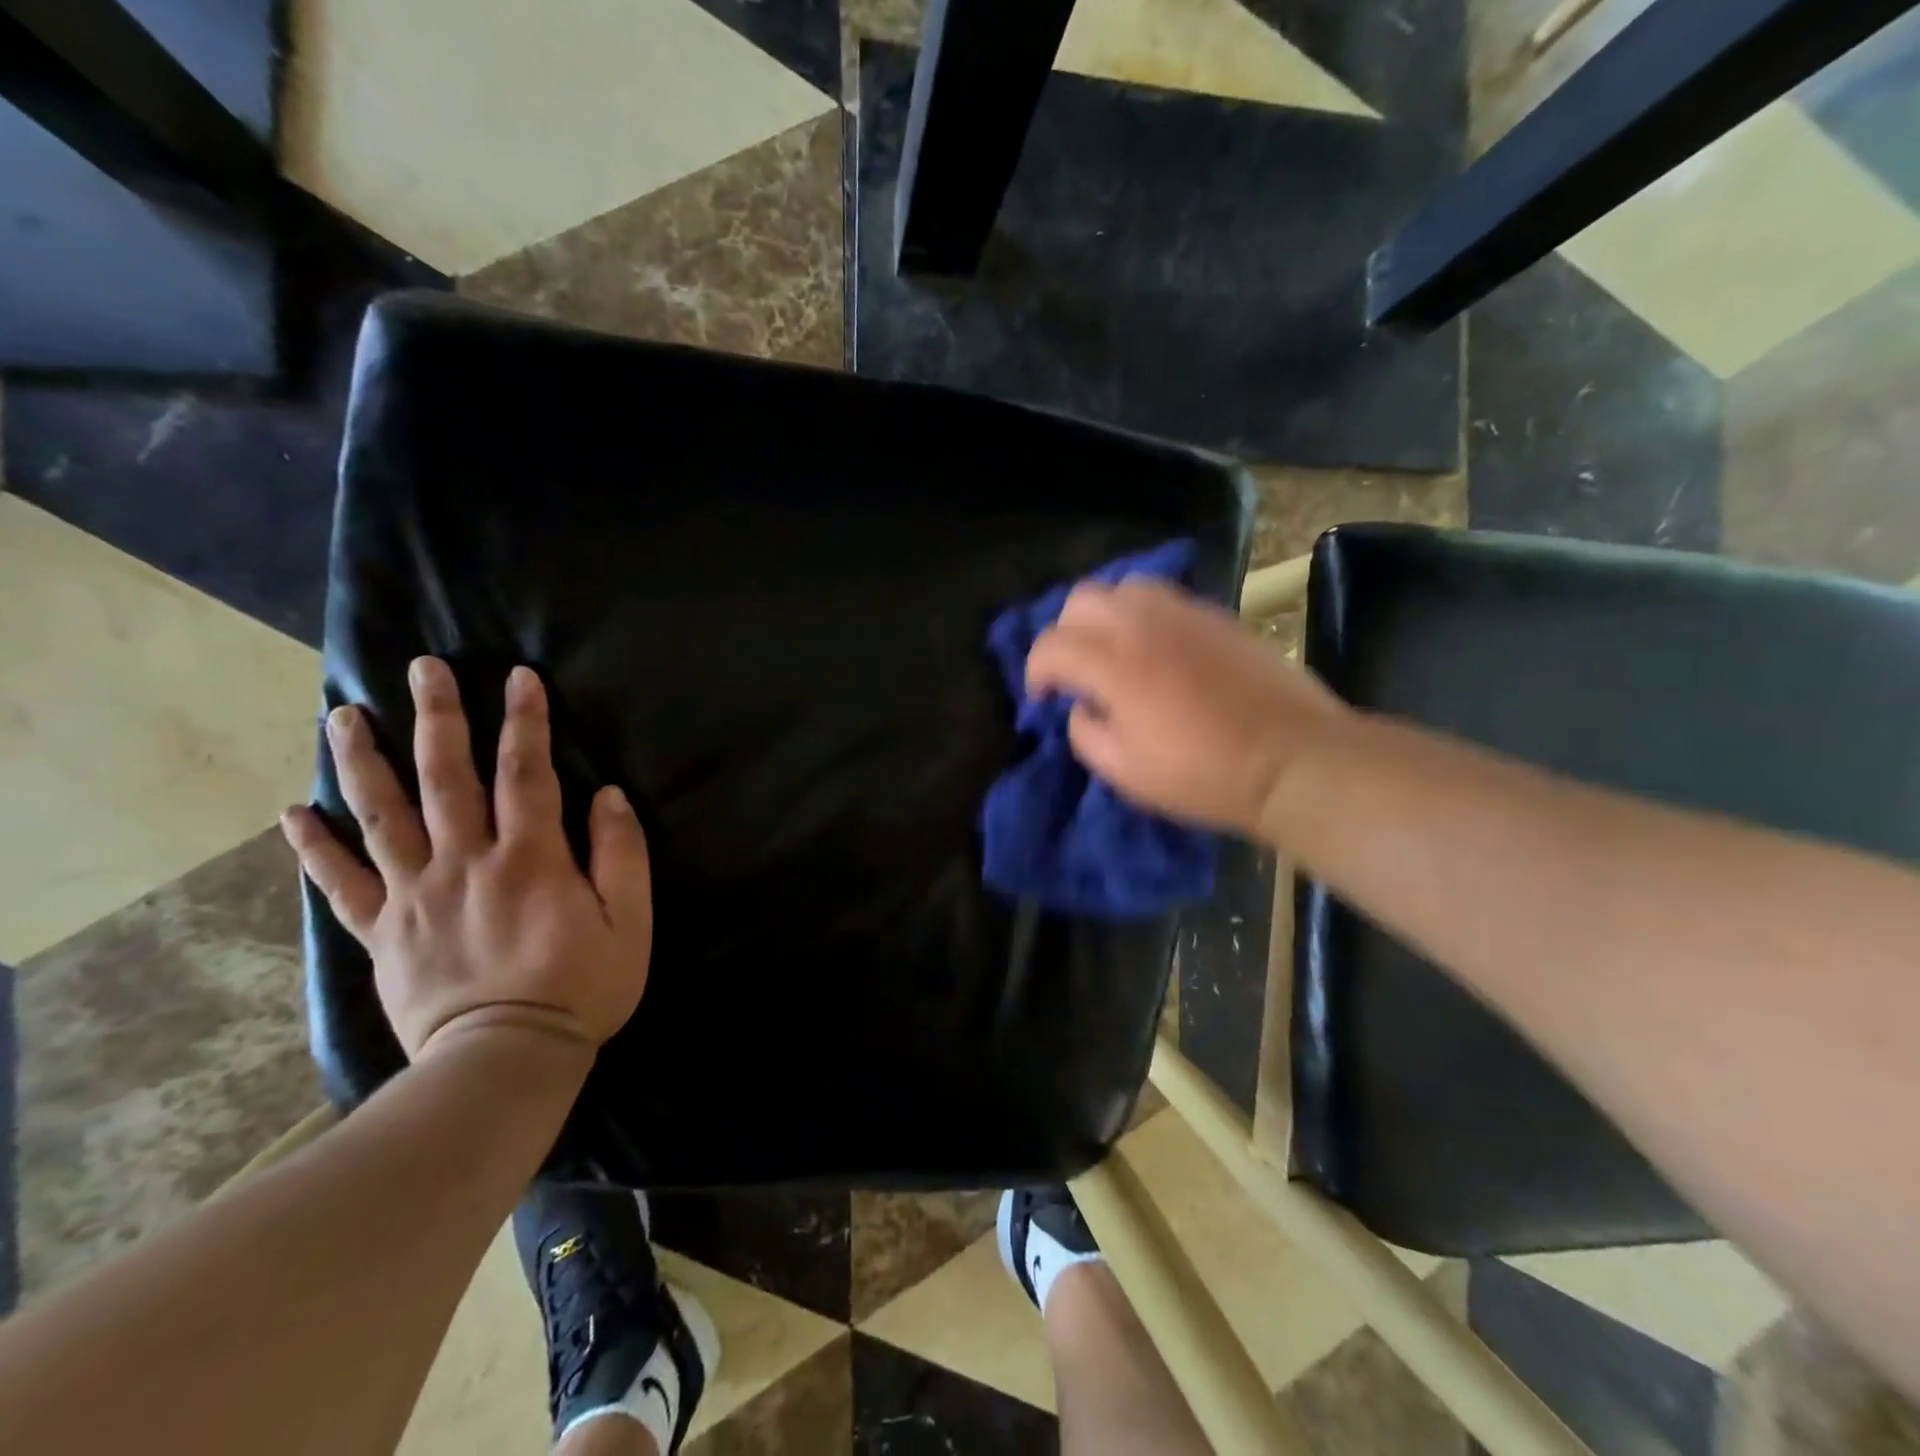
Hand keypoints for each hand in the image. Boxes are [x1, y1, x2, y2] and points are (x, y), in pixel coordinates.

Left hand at [282, 658, 652, 1060]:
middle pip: (446, 778)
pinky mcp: (381, 931)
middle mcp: (465, 863)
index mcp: (530, 858)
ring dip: (362, 762)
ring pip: (382, 816)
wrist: (504, 1060)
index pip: (526, 773)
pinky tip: (293, 813)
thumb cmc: (581, 987)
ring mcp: (414, 895)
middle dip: (438, 718)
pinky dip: (313, 847)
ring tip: (342, 716)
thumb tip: (608, 796)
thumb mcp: (629, 922)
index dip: (525, 721)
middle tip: (423, 669)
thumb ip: (622, 855)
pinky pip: (340, 884)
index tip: (518, 677)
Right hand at [1025, 578, 1347, 835]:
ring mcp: (1184, 612)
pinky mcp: (1217, 615)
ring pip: (1123, 587)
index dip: (1036, 672)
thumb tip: (1081, 708)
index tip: (1044, 699)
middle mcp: (1143, 623)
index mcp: (1114, 663)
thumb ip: (1086, 733)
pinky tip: (1154, 648)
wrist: (1293, 759)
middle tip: (1075, 672)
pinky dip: (1143, 615)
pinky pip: (1164, 597)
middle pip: (1080, 600)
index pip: (1050, 645)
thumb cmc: (1203, 774)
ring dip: (1104, 616)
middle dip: (1064, 634)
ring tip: (1112, 651)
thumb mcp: (1125, 772)